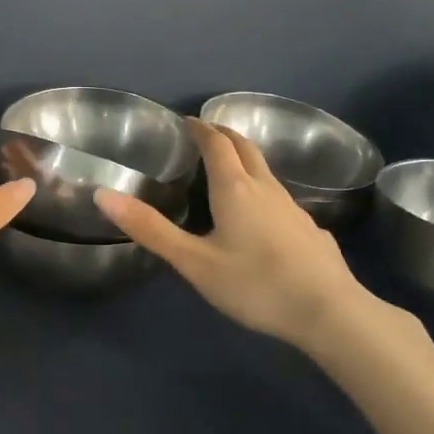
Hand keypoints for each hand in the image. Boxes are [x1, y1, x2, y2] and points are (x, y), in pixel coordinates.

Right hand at [96, 120, 415, 356]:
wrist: (330, 312)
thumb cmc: (256, 284)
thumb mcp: (194, 262)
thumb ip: (150, 229)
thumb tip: (103, 194)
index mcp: (235, 188)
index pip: (216, 143)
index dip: (200, 128)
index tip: (185, 121)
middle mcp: (266, 188)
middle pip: (245, 148)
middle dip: (224, 135)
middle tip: (204, 134)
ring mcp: (293, 208)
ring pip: (265, 171)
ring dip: (244, 160)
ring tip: (226, 170)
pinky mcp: (309, 229)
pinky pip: (280, 198)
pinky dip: (262, 190)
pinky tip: (260, 217)